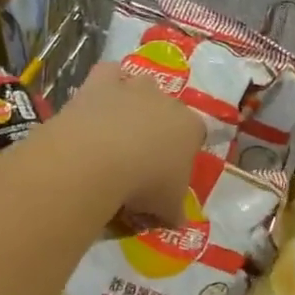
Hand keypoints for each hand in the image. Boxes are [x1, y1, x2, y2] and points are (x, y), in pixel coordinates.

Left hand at [58, 63, 204, 221]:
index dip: (184, 153)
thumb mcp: (168, 208)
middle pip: (169, 109)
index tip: (168, 173)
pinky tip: (99, 100)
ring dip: (134, 102)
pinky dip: (107, 81)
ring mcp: (135, 87)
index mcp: (191, 128)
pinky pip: (109, 72)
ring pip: (142, 85)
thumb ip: (175, 211)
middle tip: (141, 156)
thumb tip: (178, 221)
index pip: (196, 135)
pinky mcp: (102, 81)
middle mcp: (168, 101)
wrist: (99, 158)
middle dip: (159, 127)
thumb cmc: (144, 184)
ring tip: (118, 129)